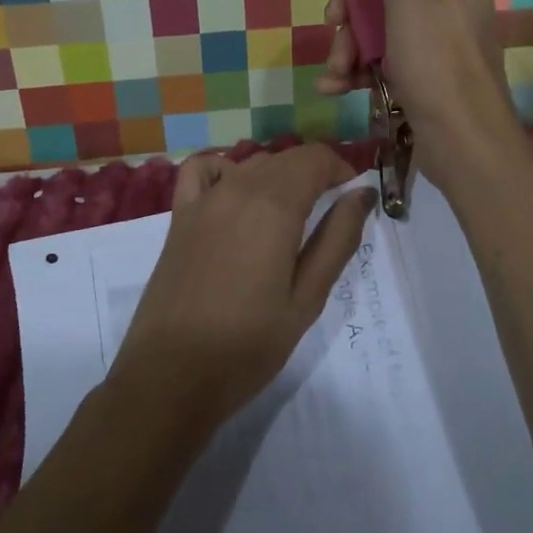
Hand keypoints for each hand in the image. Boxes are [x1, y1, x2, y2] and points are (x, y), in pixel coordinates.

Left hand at [109, 144, 375, 430]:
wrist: (171, 375)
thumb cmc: (248, 345)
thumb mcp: (307, 299)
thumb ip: (338, 239)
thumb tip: (360, 195)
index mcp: (274, 206)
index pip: (315, 158)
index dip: (341, 169)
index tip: (354, 196)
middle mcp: (238, 188)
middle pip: (285, 157)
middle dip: (315, 172)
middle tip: (330, 209)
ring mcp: (204, 199)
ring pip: (251, 163)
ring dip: (279, 173)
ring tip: (291, 211)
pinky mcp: (179, 216)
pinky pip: (203, 169)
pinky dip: (226, 168)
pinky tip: (236, 193)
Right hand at [316, 0, 518, 177]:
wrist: (461, 139)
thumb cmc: (436, 55)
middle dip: (348, 0)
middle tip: (335, 24)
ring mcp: (433, 33)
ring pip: (372, 19)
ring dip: (345, 41)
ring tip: (337, 69)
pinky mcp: (421, 69)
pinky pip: (377, 54)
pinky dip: (353, 67)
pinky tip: (336, 86)